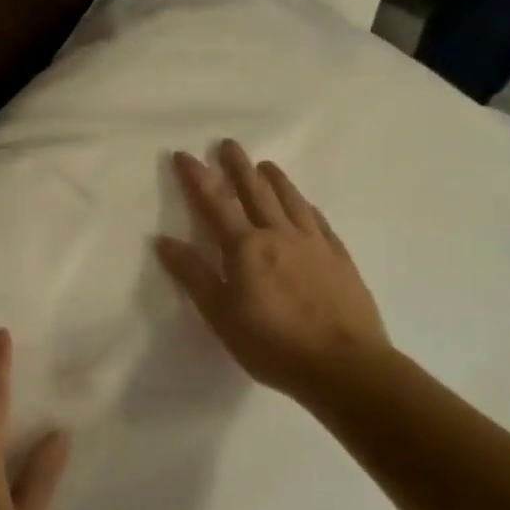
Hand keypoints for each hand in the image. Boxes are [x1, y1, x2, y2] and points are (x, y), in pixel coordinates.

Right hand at [156, 140, 391, 398]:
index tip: (185, 154)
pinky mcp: (339, 259)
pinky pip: (318, 221)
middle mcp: (279, 235)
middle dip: (238, 166)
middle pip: (255, 191)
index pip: (215, 202)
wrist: (346, 367)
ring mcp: (314, 244)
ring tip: (264, 164)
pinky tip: (303, 204)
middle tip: (228, 143)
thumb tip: (163, 240)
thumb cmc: (273, 344)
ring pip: (290, 200)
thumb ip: (194, 275)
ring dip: (274, 179)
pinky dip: (305, 206)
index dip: (198, 177)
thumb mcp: (220, 315)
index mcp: (246, 247)